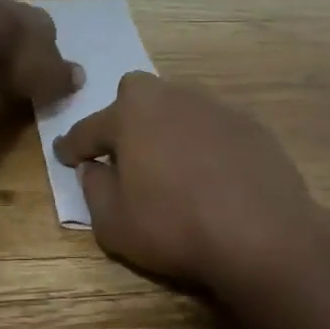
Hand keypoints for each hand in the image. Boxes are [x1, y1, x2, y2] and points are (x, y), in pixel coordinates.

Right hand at [53, 73, 329, 328]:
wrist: (263, 234)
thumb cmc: (175, 227)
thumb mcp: (114, 224)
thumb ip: (95, 190)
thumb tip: (95, 169)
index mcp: (131, 115)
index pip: (89, 128)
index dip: (73, 145)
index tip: (65, 155)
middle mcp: (171, 98)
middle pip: (136, 93)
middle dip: (124, 116)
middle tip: (125, 152)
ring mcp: (214, 107)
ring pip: (178, 105)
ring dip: (166, 127)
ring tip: (170, 164)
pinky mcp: (250, 124)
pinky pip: (213, 126)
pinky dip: (203, 142)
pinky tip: (211, 173)